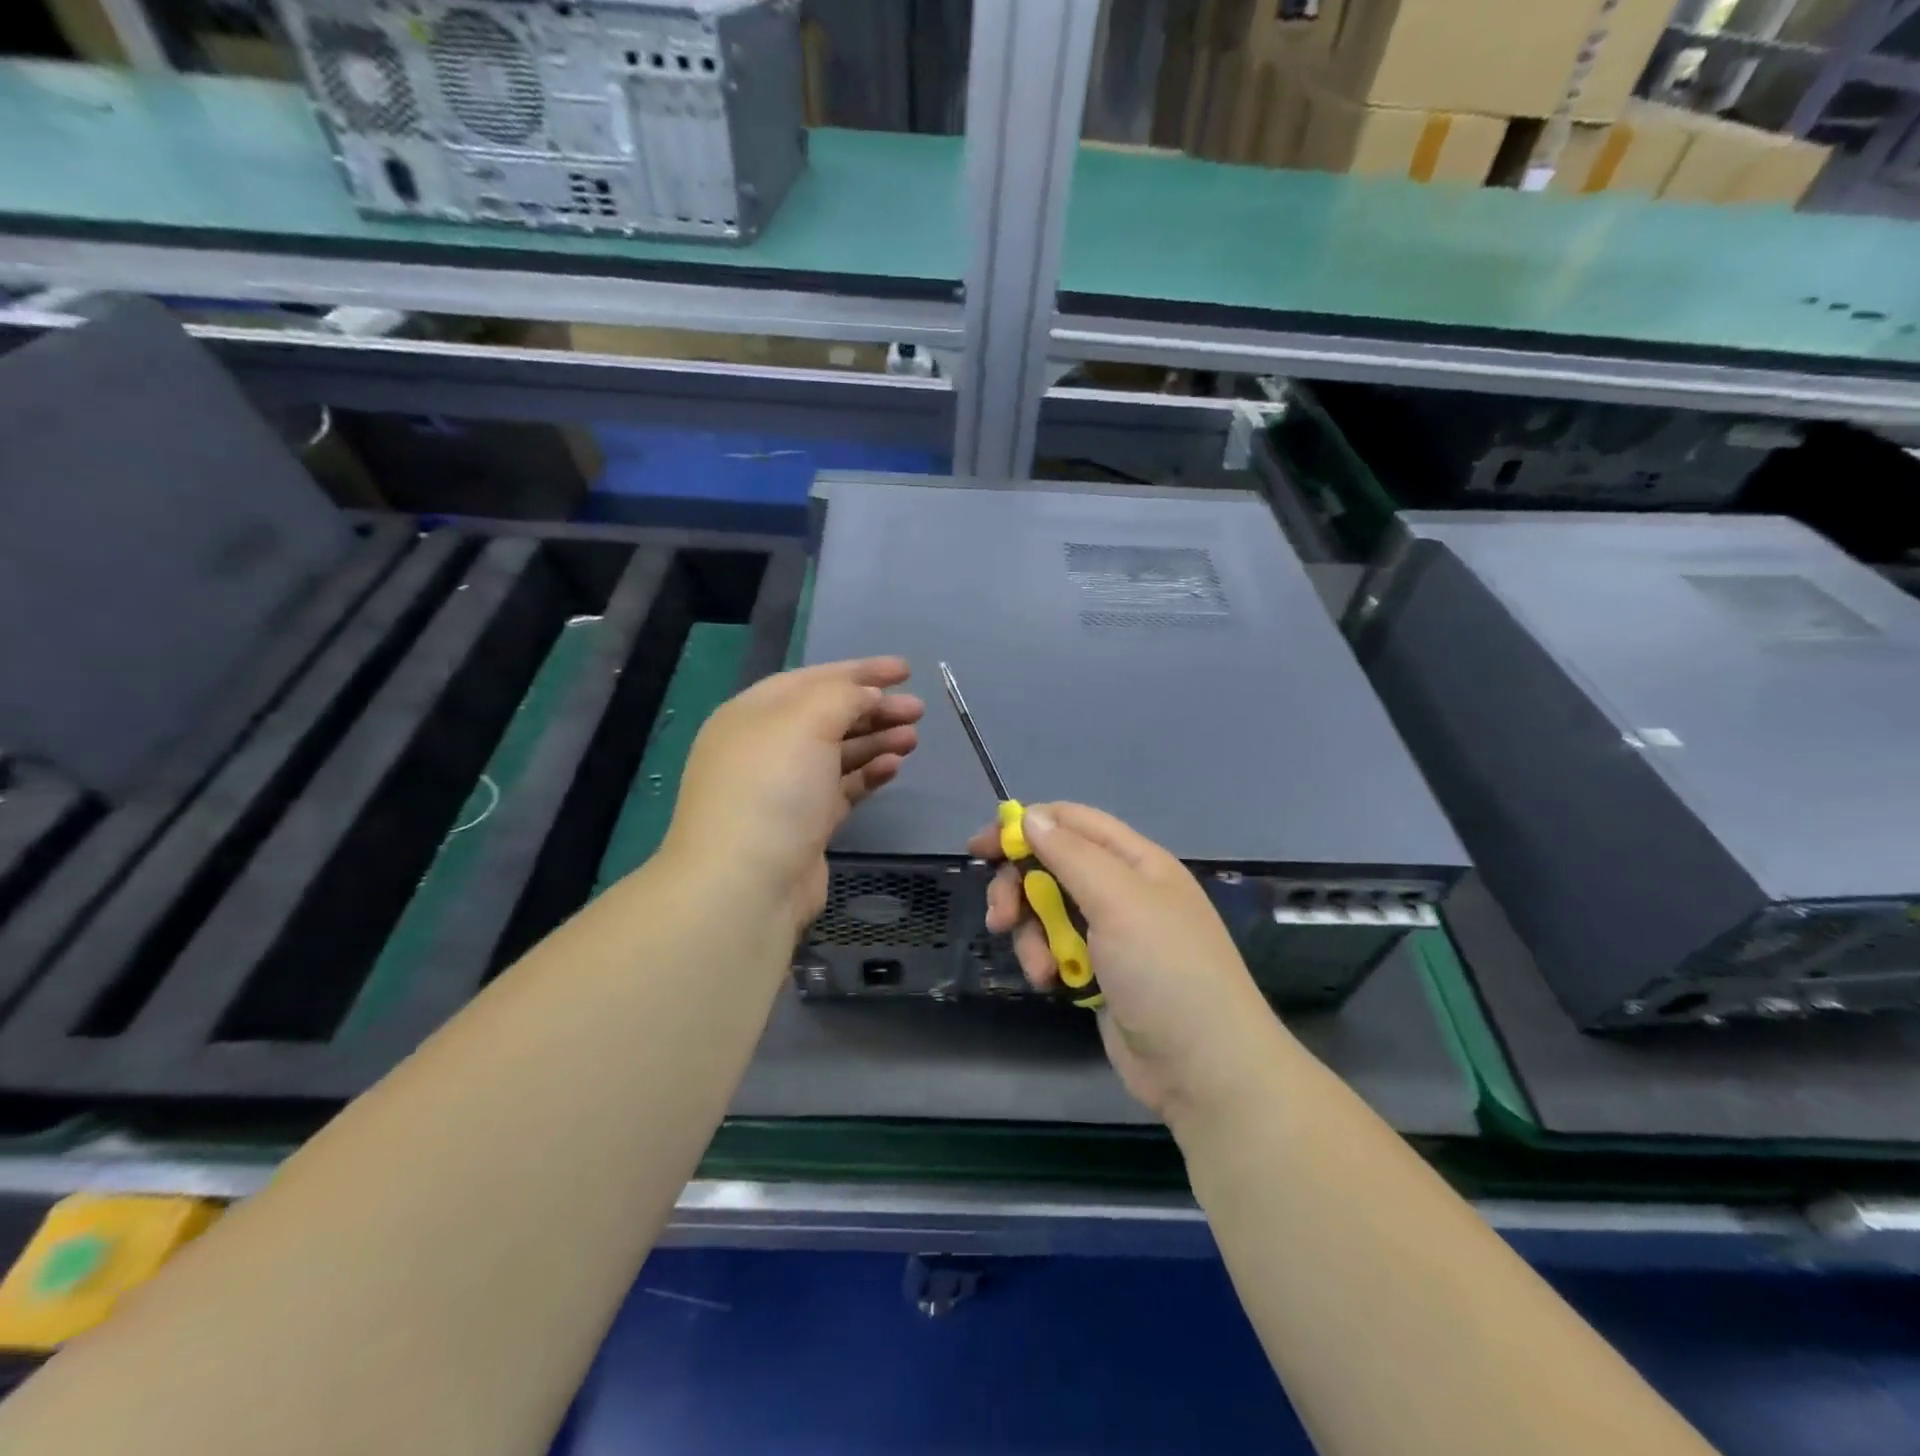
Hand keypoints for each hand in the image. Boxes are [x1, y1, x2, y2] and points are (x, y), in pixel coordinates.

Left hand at [664, 657, 922, 935]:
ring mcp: (784, 789)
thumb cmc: (772, 788)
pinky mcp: (804, 825)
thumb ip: (841, 697)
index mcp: (753, 714)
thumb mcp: (805, 722)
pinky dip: (867, 774)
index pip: (812, 679)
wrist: (747, 884)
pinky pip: (842, 788)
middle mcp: (765, 747)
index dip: (860, 671)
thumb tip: (867, 695)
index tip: (906, 670)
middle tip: (918, 709)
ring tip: (913, 737)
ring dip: (876, 740)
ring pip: (838, 752)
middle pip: (827, 716)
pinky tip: (893, 767)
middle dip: (874, 708)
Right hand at [971, 803, 1291, 1122]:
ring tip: (1039, 966)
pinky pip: (1055, 949)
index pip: (1072, 822)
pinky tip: (1050, 983)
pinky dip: (1045, 961)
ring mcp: (1110, 934)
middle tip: (999, 917)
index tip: (981, 846)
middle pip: (1052, 867)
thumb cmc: (1164, 969)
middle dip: (1020, 888)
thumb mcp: (1118, 900)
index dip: (1026, 826)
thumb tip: (1031, 816)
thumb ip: (1070, 854)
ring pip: (1047, 912)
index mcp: (1135, 861)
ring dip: (1031, 934)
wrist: (1203, 1067)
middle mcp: (1122, 890)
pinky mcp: (1098, 973)